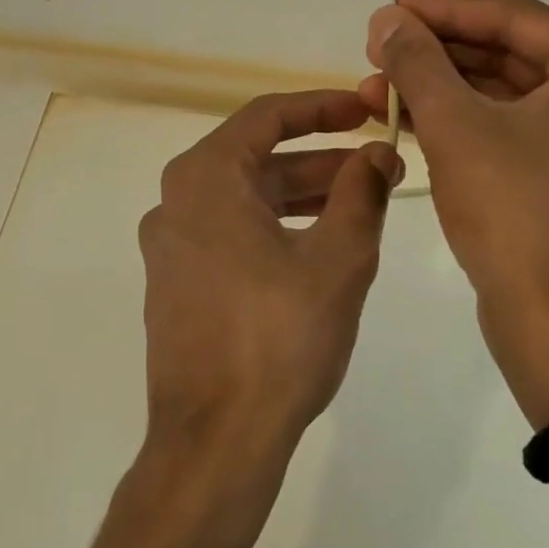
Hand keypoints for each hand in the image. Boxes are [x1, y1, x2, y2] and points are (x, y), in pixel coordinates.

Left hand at [137, 91, 401, 486]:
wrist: (216, 440)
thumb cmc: (279, 338)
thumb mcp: (338, 258)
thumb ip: (361, 193)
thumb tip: (378, 153)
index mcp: (204, 180)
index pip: (266, 117)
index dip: (321, 107)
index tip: (365, 109)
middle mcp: (175, 203)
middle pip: (256, 160)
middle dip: (320, 160)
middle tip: (378, 165)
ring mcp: (170, 247)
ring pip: (245, 201)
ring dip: (301, 196)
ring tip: (360, 204)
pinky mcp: (176, 286)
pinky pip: (230, 235)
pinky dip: (275, 228)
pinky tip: (319, 246)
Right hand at [360, 0, 548, 425]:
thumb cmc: (516, 212)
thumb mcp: (456, 126)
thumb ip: (418, 62)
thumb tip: (386, 17)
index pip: (511, 17)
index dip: (443, 11)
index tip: (389, 9)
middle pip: (504, 52)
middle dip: (434, 54)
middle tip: (375, 51)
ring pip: (498, 92)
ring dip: (437, 89)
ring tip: (374, 89)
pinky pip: (501, 126)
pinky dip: (454, 120)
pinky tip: (402, 118)